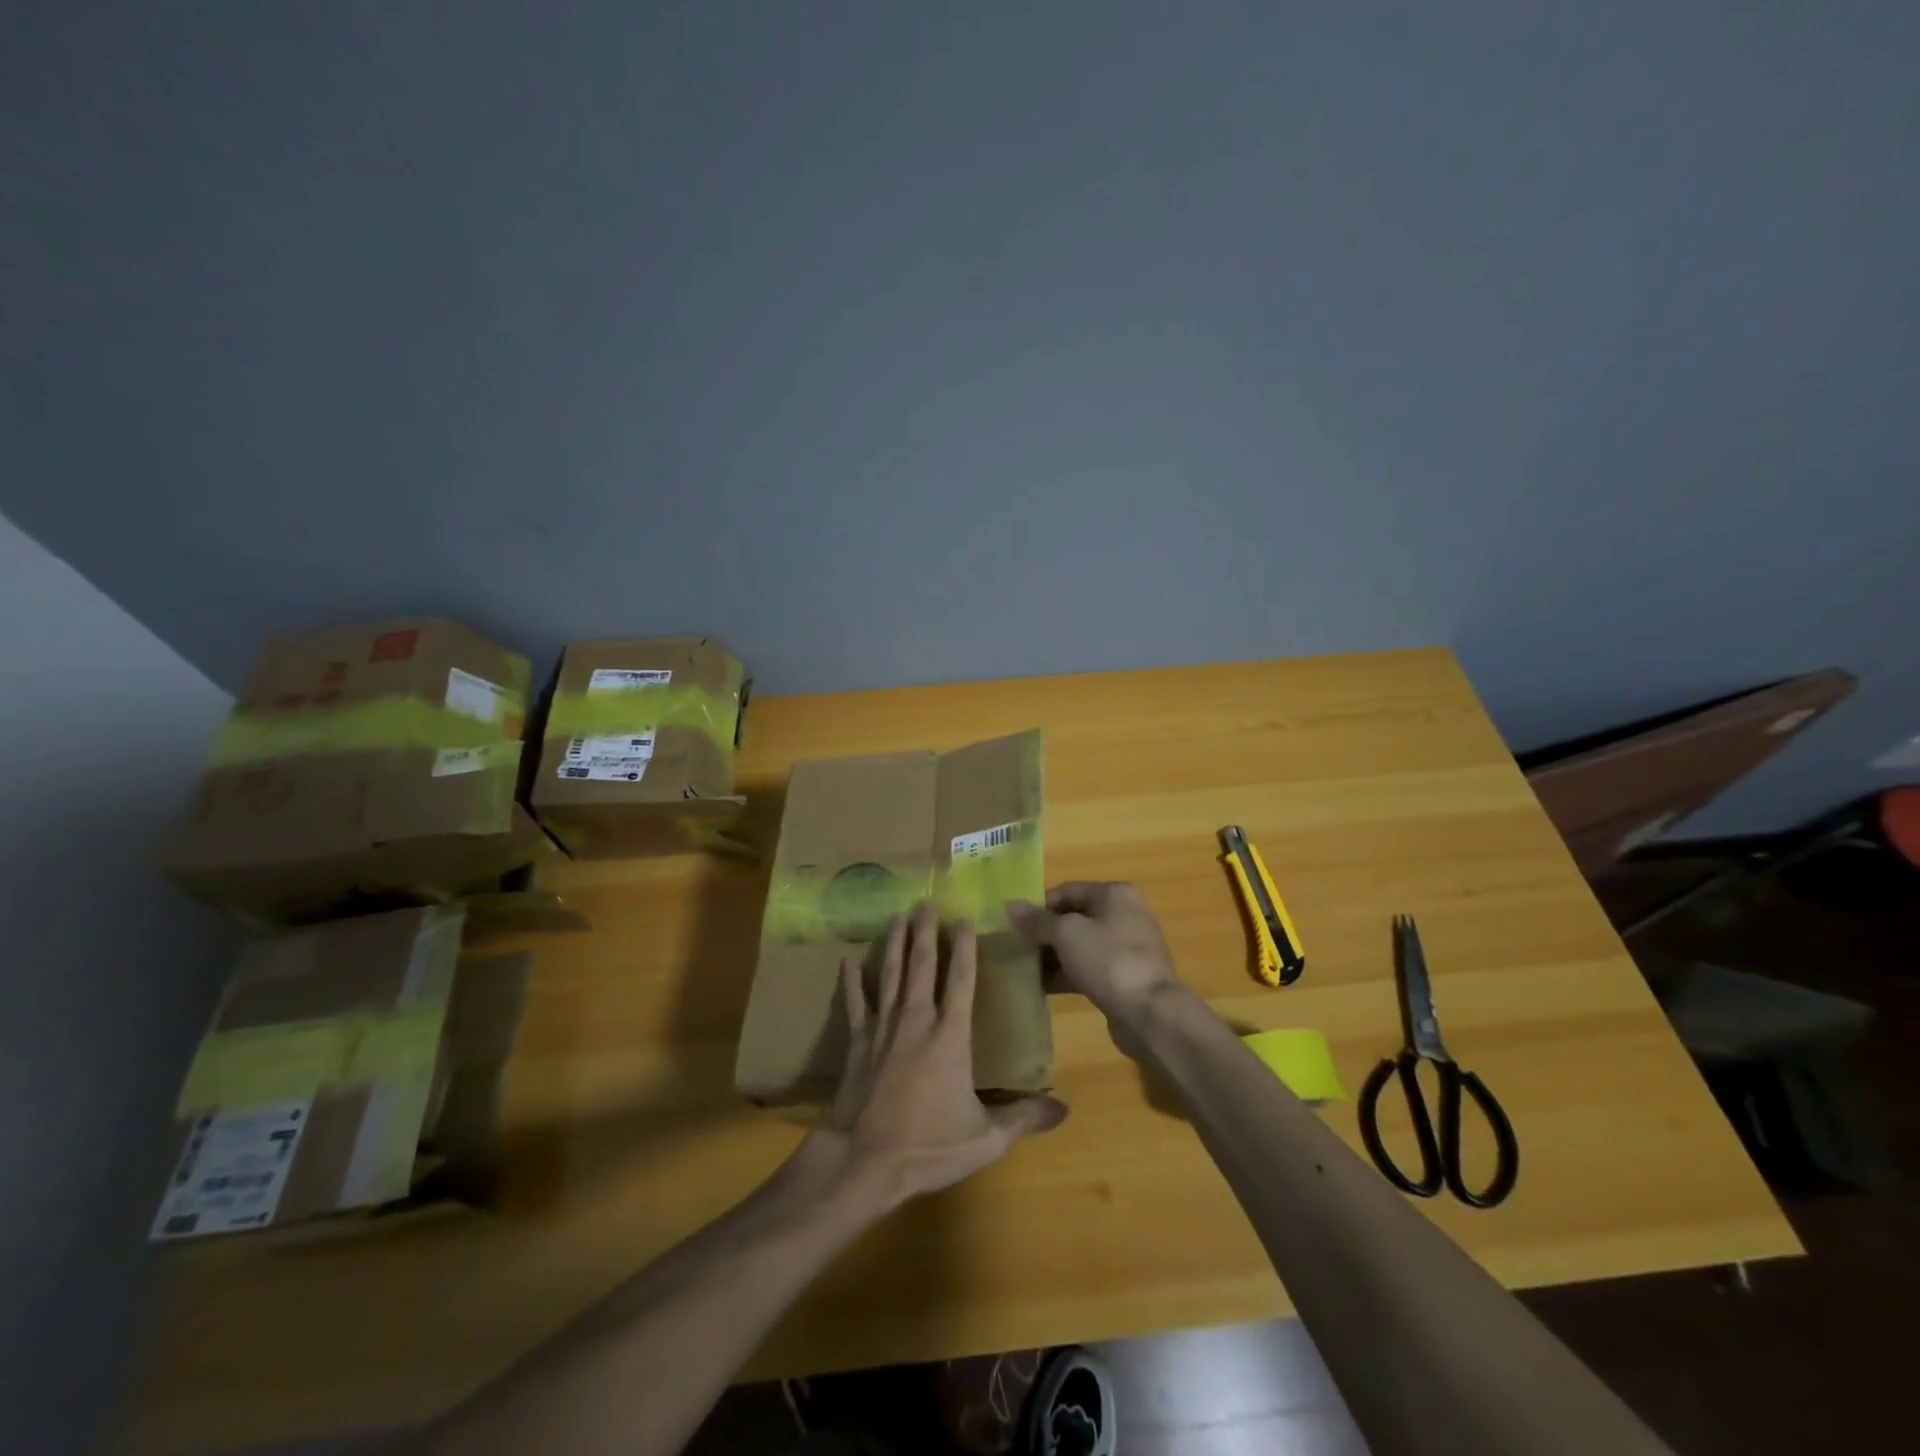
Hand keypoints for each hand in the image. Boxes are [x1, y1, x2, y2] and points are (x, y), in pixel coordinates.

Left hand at [806, 902, 1066, 1209]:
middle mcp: (917, 1021)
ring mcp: (883, 1029)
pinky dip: (852, 983)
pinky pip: (854, 1004)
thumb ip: (1023, 1118)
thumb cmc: (928, 1146)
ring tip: (895, 917)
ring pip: (890, 975)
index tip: (964, 918)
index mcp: (950, 1036)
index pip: (960, 980)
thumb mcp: (985, 1138)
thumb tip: (1065, 1108)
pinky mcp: (857, 1043)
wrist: (864, 1162)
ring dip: (893, 944)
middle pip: (921, 966)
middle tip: (925, 902)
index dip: (964, 947)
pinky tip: (847, 962)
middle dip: (925, 932)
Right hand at [1008, 882, 1184, 1042]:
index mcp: (1114, 894)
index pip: (1067, 891)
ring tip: (1024, 969)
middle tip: (1016, 948)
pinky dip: (1067, 974)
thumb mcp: (1066, 934)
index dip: (1038, 906)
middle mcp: (1124, 914)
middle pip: (1074, 918)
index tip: (1013, 924)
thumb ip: (1037, 920)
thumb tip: (1011, 906)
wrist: (1150, 1013)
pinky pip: (1089, 968)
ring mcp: (1127, 948)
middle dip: (1044, 933)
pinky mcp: (1125, 977)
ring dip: (1053, 956)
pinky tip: (1042, 987)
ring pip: (1080, 946)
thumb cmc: (1108, 960)